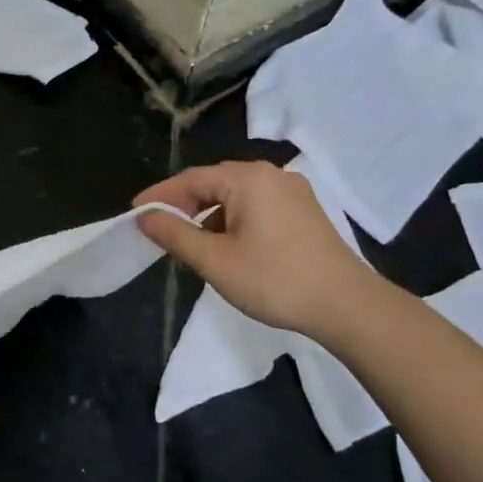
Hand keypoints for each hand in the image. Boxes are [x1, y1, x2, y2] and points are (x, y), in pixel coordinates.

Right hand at [134, 162, 377, 335]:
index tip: (136, 213)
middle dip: (184, 205)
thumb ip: (176, 235)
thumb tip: (145, 217)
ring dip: (209, 216)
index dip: (161, 196)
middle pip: (215, 183)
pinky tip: (227, 247)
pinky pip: (257, 207)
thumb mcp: (215, 260)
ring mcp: (293, 193)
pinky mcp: (305, 213)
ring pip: (237, 197)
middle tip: (158, 228)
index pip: (192, 179)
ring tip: (189, 243)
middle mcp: (272, 175)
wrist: (346, 305)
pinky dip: (233, 222)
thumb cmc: (274, 280)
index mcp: (249, 179)